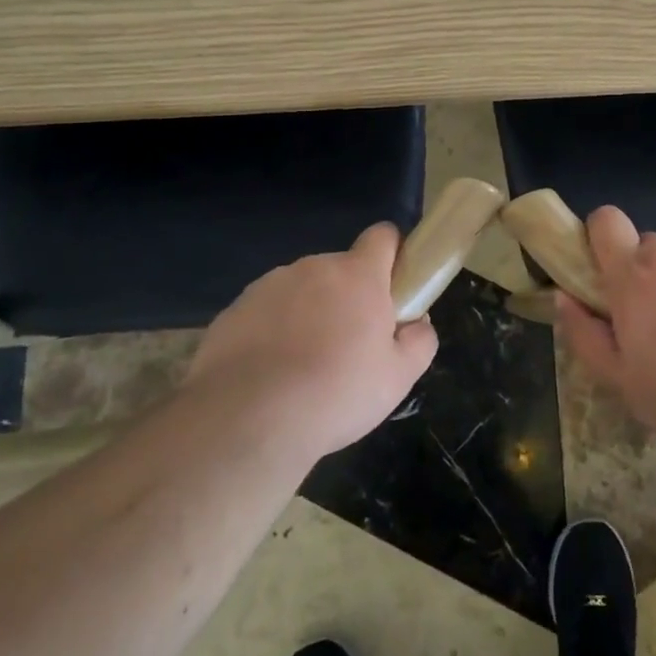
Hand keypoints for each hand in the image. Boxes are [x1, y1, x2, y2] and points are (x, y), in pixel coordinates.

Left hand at [185, 223, 438, 459]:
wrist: (246, 420)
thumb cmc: (335, 393)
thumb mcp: (398, 377)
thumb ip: (419, 340)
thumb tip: (417, 322)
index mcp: (358, 275)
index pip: (383, 236)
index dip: (393, 255)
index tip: (393, 289)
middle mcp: (314, 267)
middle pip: (341, 269)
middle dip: (349, 297)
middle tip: (350, 346)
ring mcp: (270, 284)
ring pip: (302, 290)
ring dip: (310, 313)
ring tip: (303, 367)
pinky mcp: (235, 308)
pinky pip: (267, 311)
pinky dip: (273, 331)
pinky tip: (269, 374)